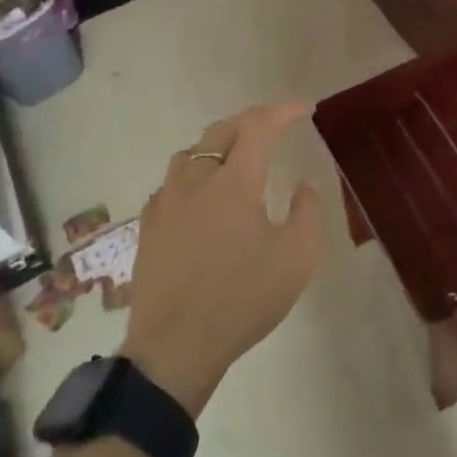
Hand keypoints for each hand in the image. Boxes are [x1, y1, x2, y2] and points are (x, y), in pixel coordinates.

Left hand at [120, 104, 324, 415]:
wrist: (175, 347)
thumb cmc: (242, 299)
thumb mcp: (296, 259)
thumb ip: (306, 214)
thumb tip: (304, 186)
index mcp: (234, 183)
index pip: (258, 128)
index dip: (281, 112)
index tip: (302, 109)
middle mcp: (196, 181)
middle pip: (220, 132)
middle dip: (250, 120)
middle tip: (273, 125)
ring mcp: (166, 203)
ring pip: (190, 153)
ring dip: (217, 143)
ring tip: (236, 154)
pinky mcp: (149, 227)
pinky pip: (171, 182)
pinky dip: (193, 172)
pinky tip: (200, 193)